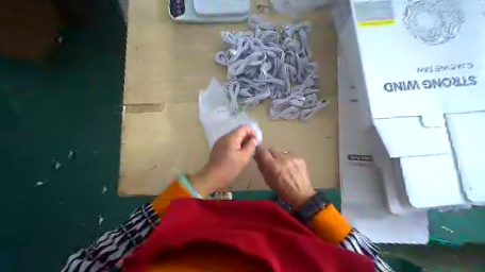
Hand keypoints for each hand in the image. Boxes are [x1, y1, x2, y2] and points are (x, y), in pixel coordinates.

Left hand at [190, 125, 259, 196]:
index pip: (244, 127)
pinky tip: (237, 154)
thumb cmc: (230, 168)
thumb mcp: (244, 157)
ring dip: (242, 142)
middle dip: (247, 137)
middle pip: (239, 131)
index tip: (256, 143)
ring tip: (246, 152)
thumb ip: (250, 146)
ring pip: (234, 137)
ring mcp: (220, 141)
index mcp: (231, 137)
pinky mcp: (218, 147)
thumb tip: (254, 139)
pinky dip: (235, 145)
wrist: (212, 177)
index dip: (252, 133)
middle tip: (252, 148)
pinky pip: (229, 142)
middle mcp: (224, 136)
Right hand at [254, 147, 314, 209]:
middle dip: (271, 154)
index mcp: (272, 166)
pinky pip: (291, 156)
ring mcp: (292, 158)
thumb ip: (262, 166)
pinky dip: (289, 160)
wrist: (301, 195)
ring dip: (281, 157)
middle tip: (272, 162)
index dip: (259, 150)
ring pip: (282, 152)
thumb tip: (256, 156)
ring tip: (284, 166)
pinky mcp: (300, 158)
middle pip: (272, 149)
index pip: (262, 150)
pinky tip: (292, 168)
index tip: (259, 152)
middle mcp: (281, 159)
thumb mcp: (268, 180)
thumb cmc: (281, 191)